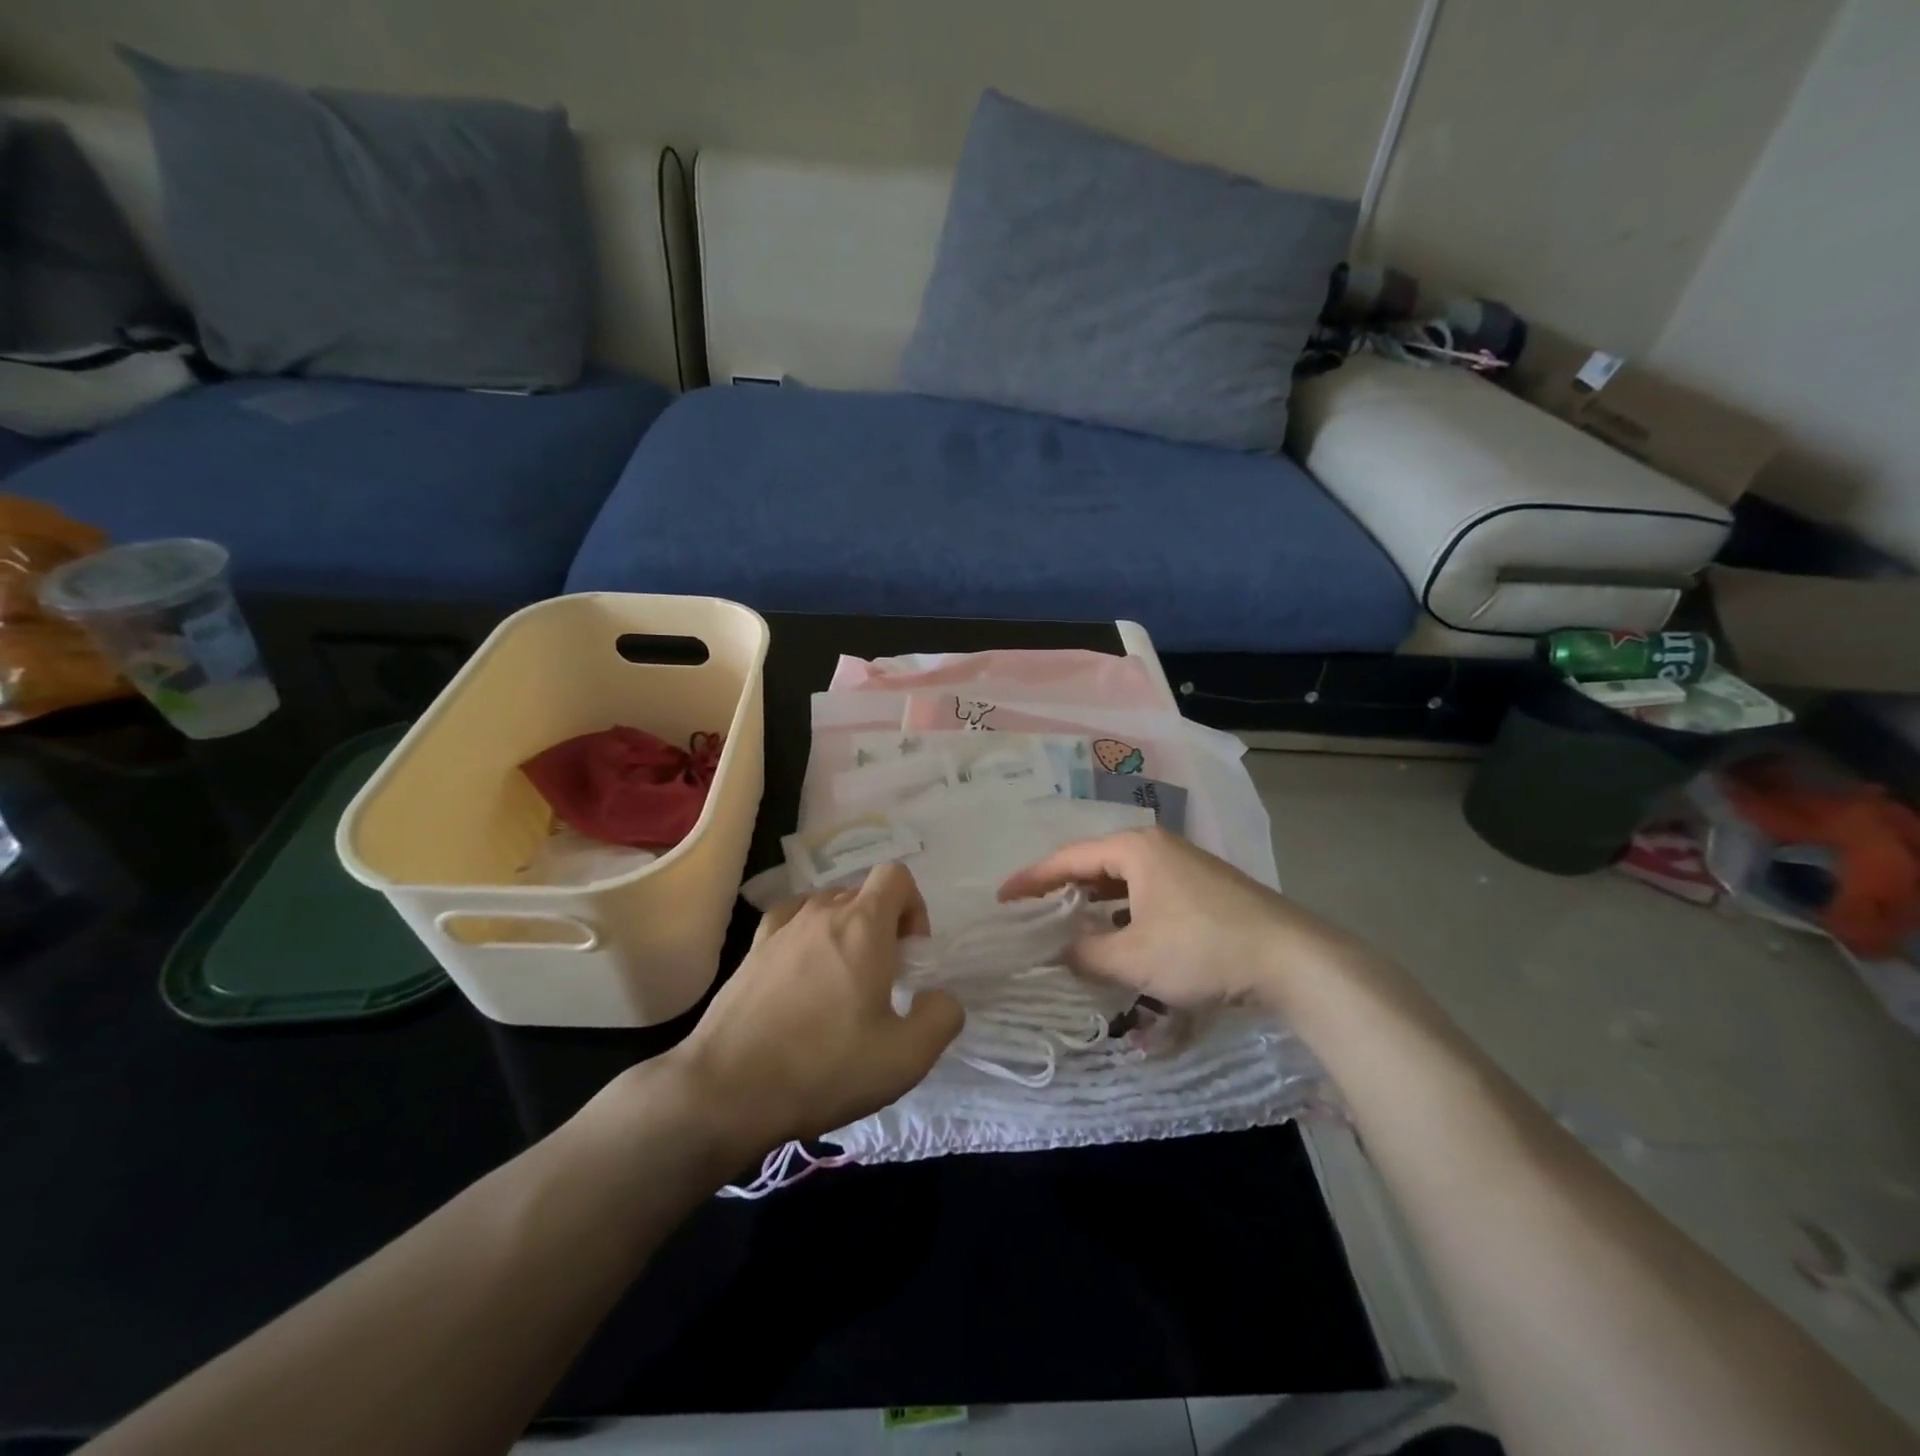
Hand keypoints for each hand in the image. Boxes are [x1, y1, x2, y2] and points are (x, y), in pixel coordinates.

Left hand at [665, 863, 962, 1158]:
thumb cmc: (824, 1068)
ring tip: (841, 980)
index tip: (910, 954)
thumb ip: (941, 1017)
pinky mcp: (752, 949)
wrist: (726, 1090)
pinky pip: (791, 920)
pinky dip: (807, 934)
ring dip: (845, 930)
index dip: (914, 907)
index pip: (896, 875)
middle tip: (882, 978)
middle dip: (882, 924)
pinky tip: (803, 973)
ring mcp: (781, 927)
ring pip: (827, 906)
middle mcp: (821, 912)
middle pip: (863, 892)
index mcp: (863, 925)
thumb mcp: (905, 1058)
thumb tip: (940, 996)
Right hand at [998, 828, 1362, 1007]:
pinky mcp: (1204, 888)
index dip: (1031, 879)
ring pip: (1123, 880)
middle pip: (1095, 864)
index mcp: (1135, 849)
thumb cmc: (1203, 949)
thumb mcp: (1134, 958)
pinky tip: (1119, 937)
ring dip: (1095, 903)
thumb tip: (1060, 953)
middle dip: (1062, 889)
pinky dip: (1124, 912)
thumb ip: (1086, 954)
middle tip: (1031, 913)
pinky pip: (1147, 893)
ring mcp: (1185, 866)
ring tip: (1068, 927)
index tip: (1002, 898)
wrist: (1292, 960)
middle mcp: (1157, 847)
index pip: (1068, 858)